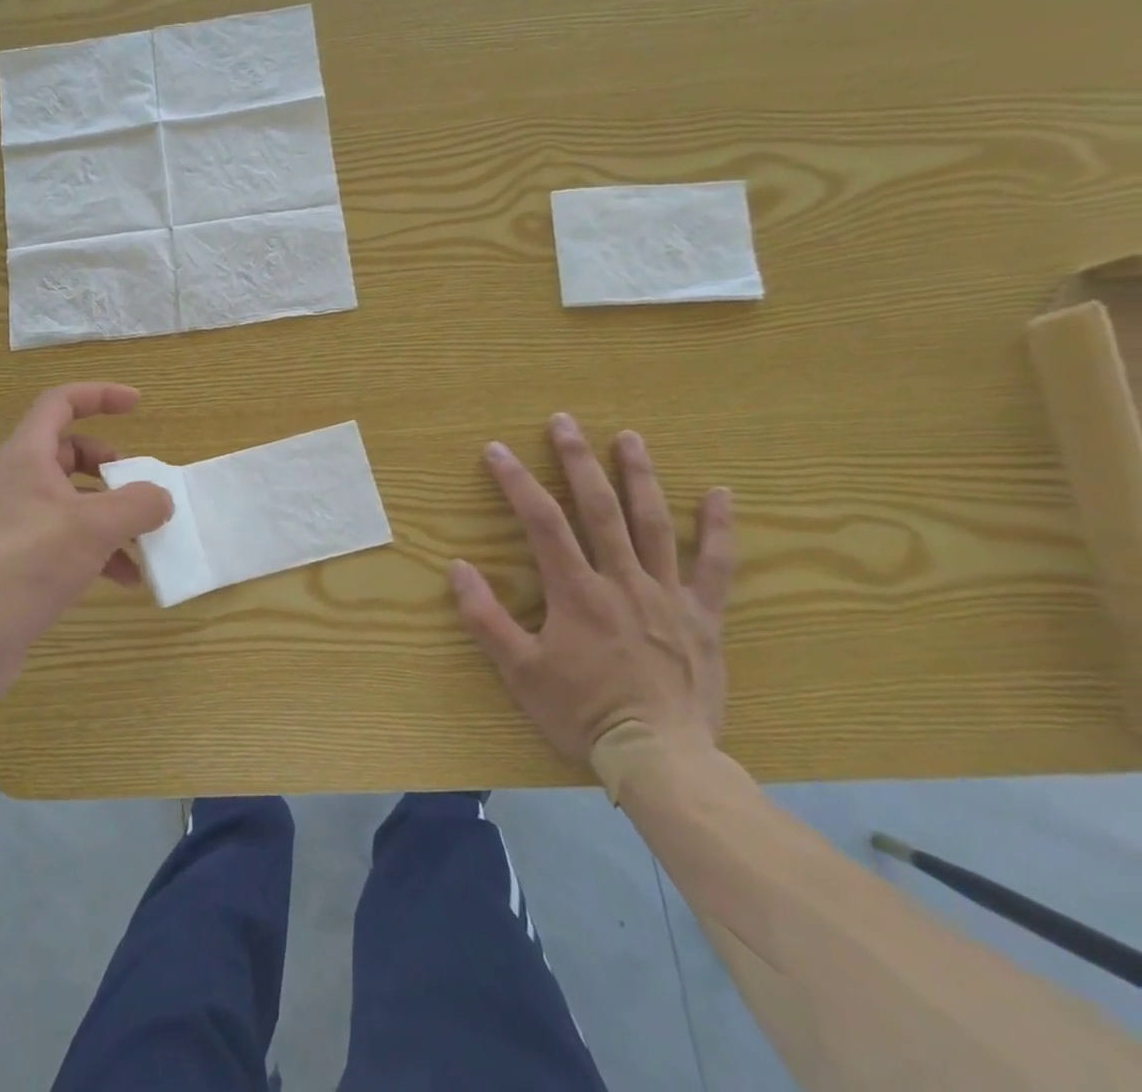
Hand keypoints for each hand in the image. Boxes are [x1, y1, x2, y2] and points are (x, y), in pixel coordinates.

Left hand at [0, 382, 172, 692]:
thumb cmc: (27, 566)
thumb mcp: (93, 528)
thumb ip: (137, 505)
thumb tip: (161, 498)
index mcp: (26, 457)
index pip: (61, 403)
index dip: (100, 395)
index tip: (138, 405)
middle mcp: (17, 482)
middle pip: (69, 451)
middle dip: (109, 464)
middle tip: (136, 485)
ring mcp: (14, 521)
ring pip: (71, 499)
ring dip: (110, 514)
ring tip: (142, 540)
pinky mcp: (17, 558)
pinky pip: (65, 538)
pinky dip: (97, 549)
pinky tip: (126, 579)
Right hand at [449, 413, 734, 766]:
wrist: (661, 759)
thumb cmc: (583, 713)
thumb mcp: (520, 672)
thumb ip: (486, 618)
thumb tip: (458, 568)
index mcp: (577, 593)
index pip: (543, 523)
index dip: (517, 482)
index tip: (497, 450)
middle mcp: (623, 581)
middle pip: (599, 508)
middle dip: (578, 460)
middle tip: (565, 421)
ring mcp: (668, 596)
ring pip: (654, 524)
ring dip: (639, 476)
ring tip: (629, 437)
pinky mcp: (703, 617)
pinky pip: (716, 566)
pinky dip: (719, 528)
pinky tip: (722, 494)